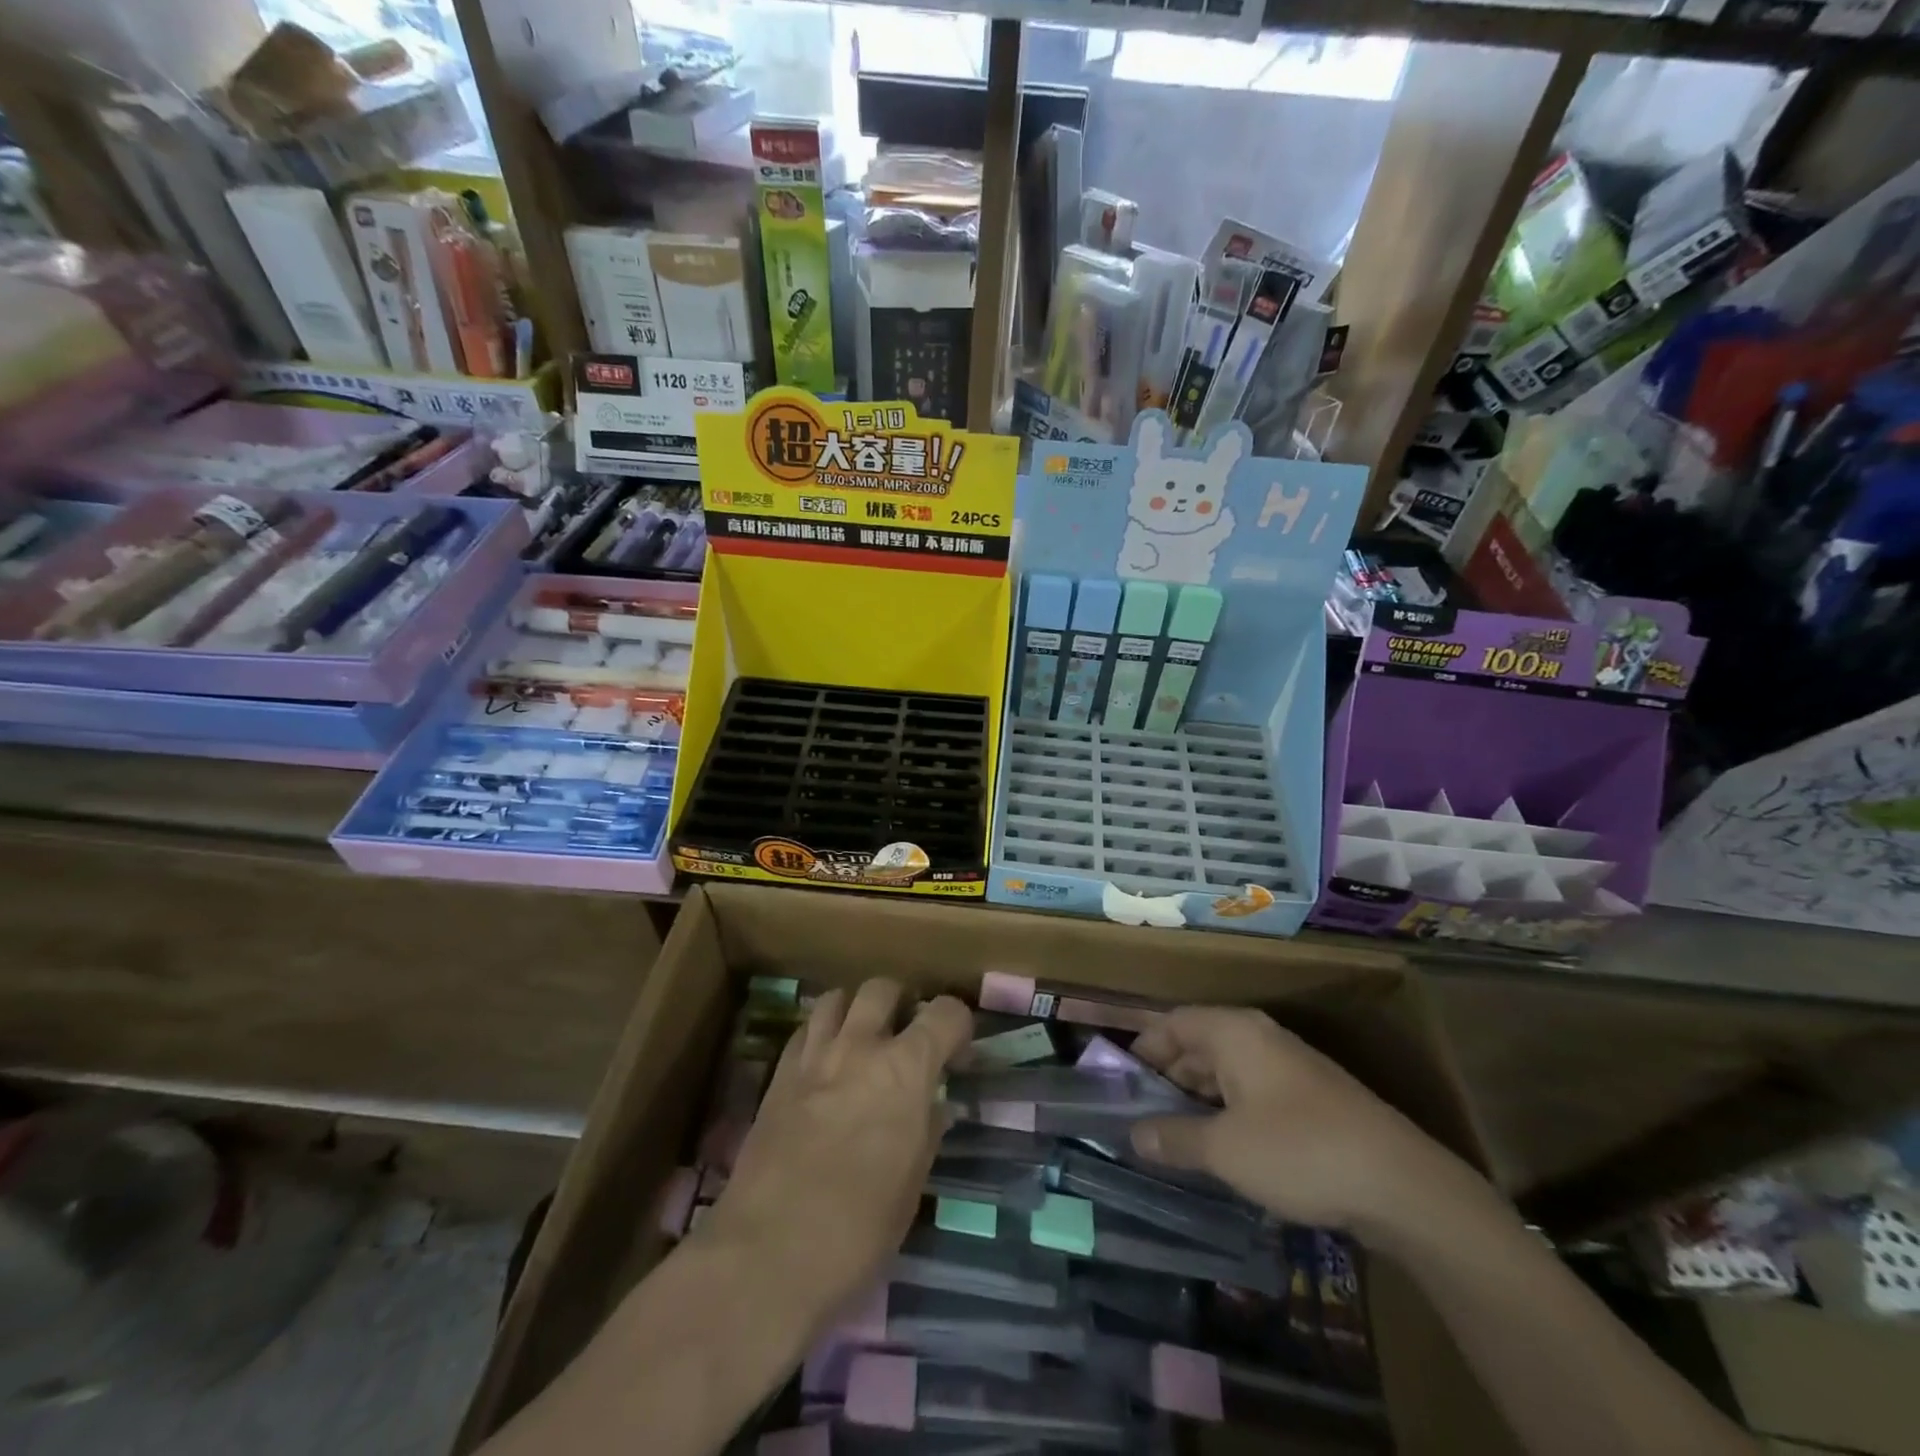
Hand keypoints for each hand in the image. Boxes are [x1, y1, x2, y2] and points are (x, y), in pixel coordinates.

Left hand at [697, 979, 970, 1329]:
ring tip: (861, 1040)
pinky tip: (824, 1065)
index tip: (957, 1051)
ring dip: (855, 1010)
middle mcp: (860, 1046)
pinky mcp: (778, 1075)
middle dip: (901, 1003)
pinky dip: (821, 1034)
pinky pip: (804, 1030)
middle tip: (906, 1036)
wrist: (768, 1254)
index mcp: (906, 1068)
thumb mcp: (912, 1183)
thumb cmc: (859, 1229)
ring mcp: (814, 1056)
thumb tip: (932, 1104)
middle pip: (883, 988)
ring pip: (837, 997)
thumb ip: (927, 1128)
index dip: (958, 1024)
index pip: (946, 1012)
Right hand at [1128, 1006, 1476, 1246]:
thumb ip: (1173, 1138)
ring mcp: (1288, 1067)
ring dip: (1196, 1099)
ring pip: (1225, 1072)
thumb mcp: (1224, 1149)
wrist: (1402, 1186)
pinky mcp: (1310, 1099)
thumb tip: (1134, 1135)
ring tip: (1171, 1136)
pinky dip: (1227, 1112)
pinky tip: (1220, 1148)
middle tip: (1139, 1115)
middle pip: (1198, 1044)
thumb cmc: (1298, 1151)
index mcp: (1233, 1032)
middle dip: (1166, 1078)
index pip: (1172, 1023)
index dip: (1142, 1049)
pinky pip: (1251, 1093)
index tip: (1118, 1081)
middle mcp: (1259, 1037)